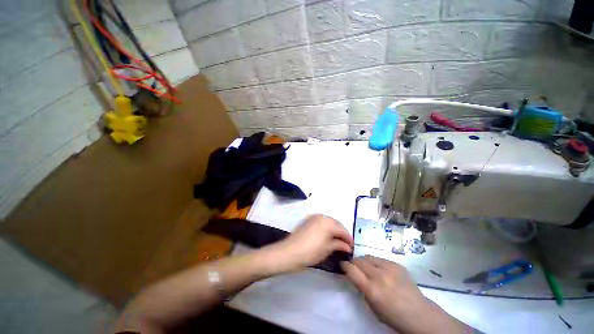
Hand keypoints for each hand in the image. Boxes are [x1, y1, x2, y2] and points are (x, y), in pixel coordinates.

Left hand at [265, 214, 352, 272]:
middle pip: (336, 224)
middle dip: (341, 233)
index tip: (352, 247)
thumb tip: (347, 246)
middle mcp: (321, 216)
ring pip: (328, 222)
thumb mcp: (326, 249)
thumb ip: (338, 245)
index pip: (343, 230)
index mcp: (328, 222)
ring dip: (334, 230)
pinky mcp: (307, 220)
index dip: (349, 239)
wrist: (288, 252)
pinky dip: (326, 227)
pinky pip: (321, 221)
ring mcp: (313, 216)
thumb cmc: (309, 253)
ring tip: (337, 241)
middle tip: (345, 244)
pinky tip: (326, 235)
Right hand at [341, 256, 467, 333]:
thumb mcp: (372, 306)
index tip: (342, 265)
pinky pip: (380, 258)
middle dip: (353, 262)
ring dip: (364, 261)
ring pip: (368, 257)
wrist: (419, 314)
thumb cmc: (393, 316)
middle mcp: (379, 276)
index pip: (351, 270)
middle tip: (353, 266)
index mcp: (371, 290)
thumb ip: (361, 289)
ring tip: (366, 267)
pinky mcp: (397, 264)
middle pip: (359, 260)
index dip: (344, 265)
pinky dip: (376, 262)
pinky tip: (380, 270)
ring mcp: (389, 268)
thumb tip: (354, 275)